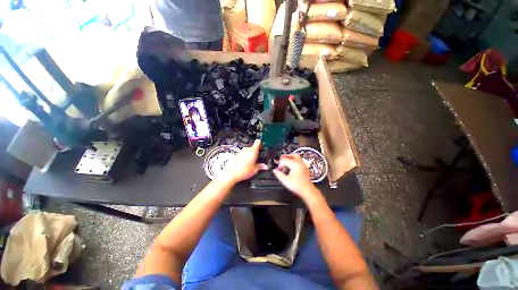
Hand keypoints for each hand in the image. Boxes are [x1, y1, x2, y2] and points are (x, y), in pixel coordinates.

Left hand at [222, 139, 267, 183]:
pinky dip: (245, 158)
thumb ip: (261, 166)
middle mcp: (247, 149)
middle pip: (253, 148)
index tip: (263, 148)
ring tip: (251, 164)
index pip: (258, 142)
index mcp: (253, 151)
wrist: (230, 174)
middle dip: (256, 153)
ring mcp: (241, 152)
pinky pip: (243, 154)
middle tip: (258, 160)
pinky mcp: (236, 155)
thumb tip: (265, 166)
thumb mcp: (255, 170)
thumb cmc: (243, 171)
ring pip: (248, 151)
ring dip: (250, 155)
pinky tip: (245, 165)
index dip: (261, 144)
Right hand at [273, 154, 319, 201]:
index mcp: (295, 165)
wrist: (308, 191)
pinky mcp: (304, 167)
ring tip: (285, 162)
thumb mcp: (285, 181)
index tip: (276, 167)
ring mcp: (303, 165)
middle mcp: (300, 163)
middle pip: (291, 155)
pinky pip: (298, 160)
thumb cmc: (297, 186)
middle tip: (279, 161)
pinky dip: (293, 161)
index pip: (284, 160)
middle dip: (284, 157)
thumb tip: (275, 170)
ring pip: (296, 157)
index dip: (279, 163)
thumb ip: (279, 174)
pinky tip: (290, 166)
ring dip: (289, 158)